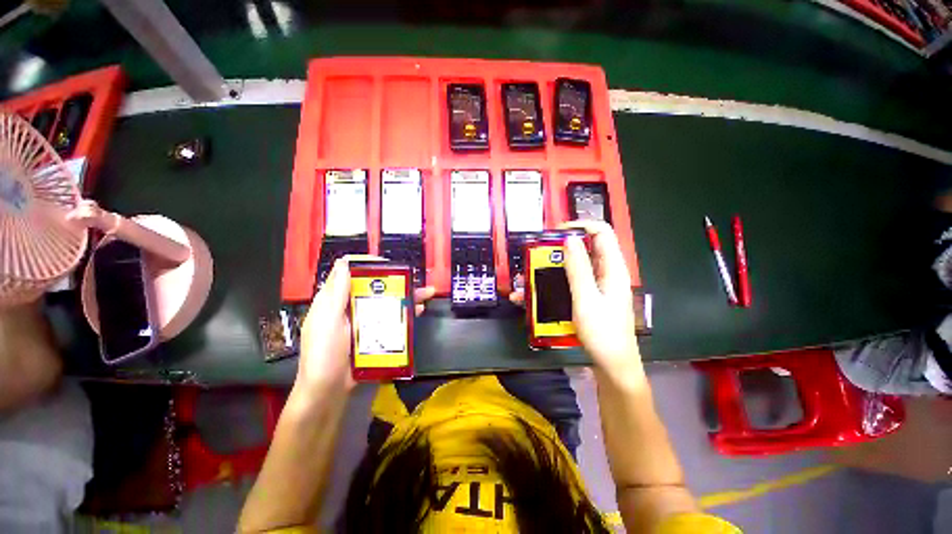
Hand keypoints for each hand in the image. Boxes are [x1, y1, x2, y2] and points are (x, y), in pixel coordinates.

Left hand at [295, 257, 435, 396]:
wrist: (328, 393)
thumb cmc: (322, 356)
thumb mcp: (326, 323)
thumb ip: (335, 295)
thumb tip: (344, 263)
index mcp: (335, 300)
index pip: (349, 272)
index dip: (368, 264)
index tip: (389, 266)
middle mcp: (350, 306)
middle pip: (373, 286)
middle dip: (395, 280)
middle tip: (414, 279)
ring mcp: (363, 320)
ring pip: (386, 301)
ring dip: (406, 296)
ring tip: (426, 293)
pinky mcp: (374, 333)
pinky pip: (391, 318)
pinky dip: (405, 313)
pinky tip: (419, 311)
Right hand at [510, 222, 642, 381]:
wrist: (612, 365)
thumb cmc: (602, 333)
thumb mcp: (586, 299)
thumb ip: (578, 268)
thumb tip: (569, 238)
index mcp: (613, 268)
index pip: (602, 232)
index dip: (580, 225)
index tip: (555, 232)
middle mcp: (605, 273)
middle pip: (585, 247)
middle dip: (559, 248)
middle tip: (537, 255)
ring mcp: (596, 285)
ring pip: (573, 265)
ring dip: (551, 267)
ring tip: (528, 276)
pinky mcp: (588, 296)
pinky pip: (569, 282)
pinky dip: (553, 283)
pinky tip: (532, 294)